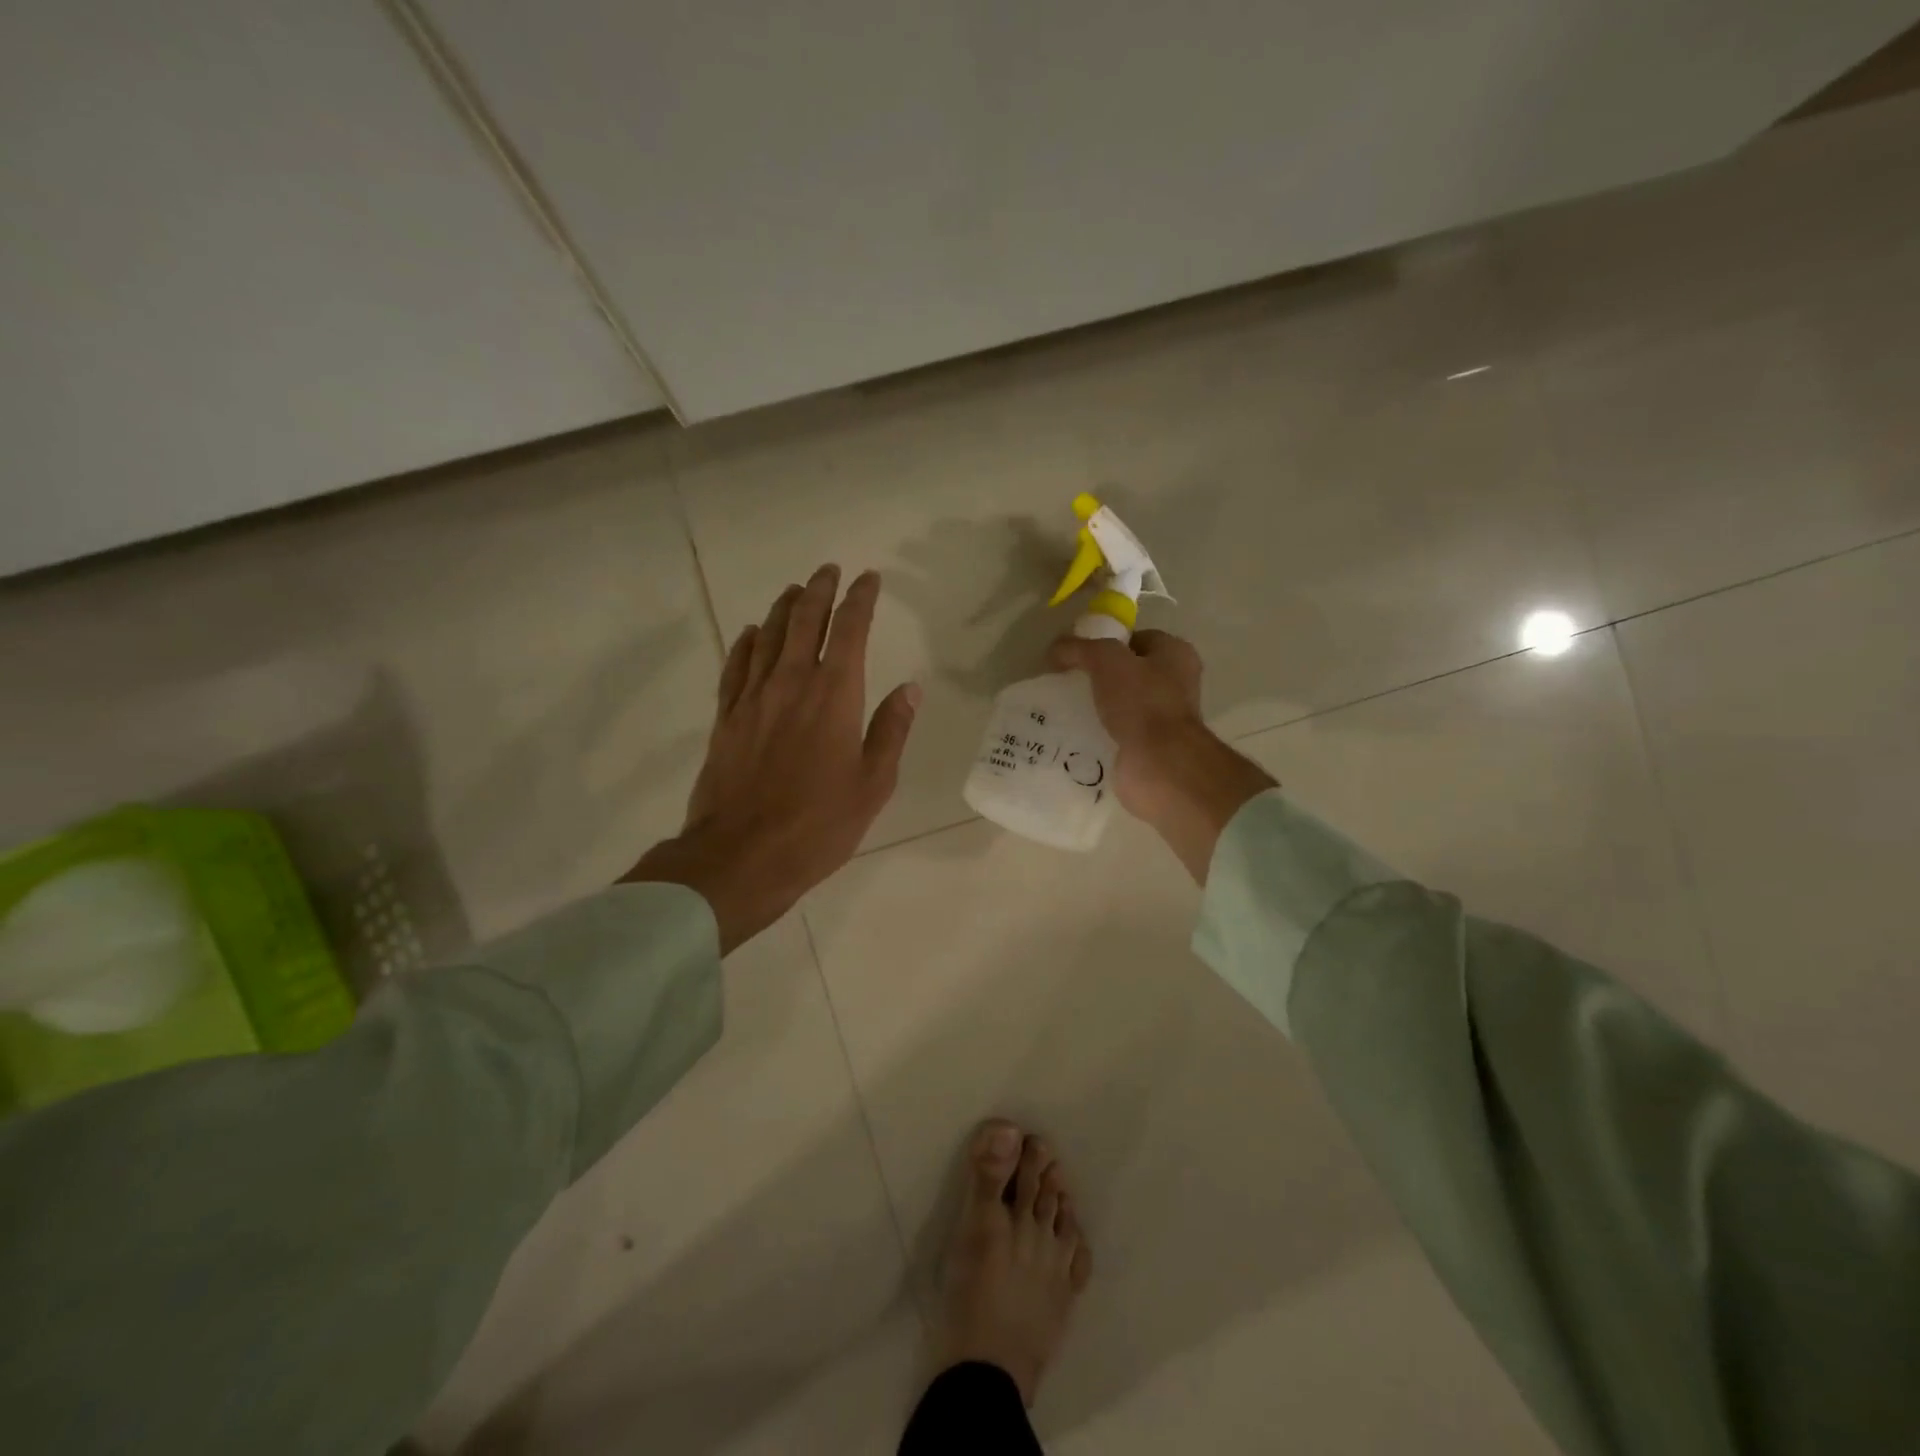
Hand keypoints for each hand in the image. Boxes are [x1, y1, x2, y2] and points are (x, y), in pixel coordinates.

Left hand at [625, 565, 919, 952]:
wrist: (741, 856)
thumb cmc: (819, 825)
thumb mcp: (873, 784)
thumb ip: (890, 731)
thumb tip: (910, 688)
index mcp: (834, 696)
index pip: (850, 631)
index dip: (860, 600)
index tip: (868, 579)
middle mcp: (791, 684)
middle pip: (804, 622)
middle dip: (819, 591)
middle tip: (828, 570)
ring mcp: (753, 698)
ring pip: (768, 637)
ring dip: (784, 608)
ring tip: (794, 590)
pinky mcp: (726, 718)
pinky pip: (735, 667)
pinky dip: (746, 643)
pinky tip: (752, 633)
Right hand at [1048, 630, 1274, 881]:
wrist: (1159, 766)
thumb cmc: (1142, 703)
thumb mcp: (1106, 660)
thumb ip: (1079, 648)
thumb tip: (1056, 649)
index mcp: (1176, 655)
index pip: (1137, 639)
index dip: (1106, 641)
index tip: (1077, 654)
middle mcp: (1175, 685)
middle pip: (1128, 673)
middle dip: (1097, 677)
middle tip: (1067, 682)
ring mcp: (1163, 720)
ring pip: (1120, 705)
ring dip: (1095, 707)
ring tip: (1063, 708)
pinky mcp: (1147, 749)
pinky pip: (1116, 734)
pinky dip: (1097, 734)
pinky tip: (1072, 734)